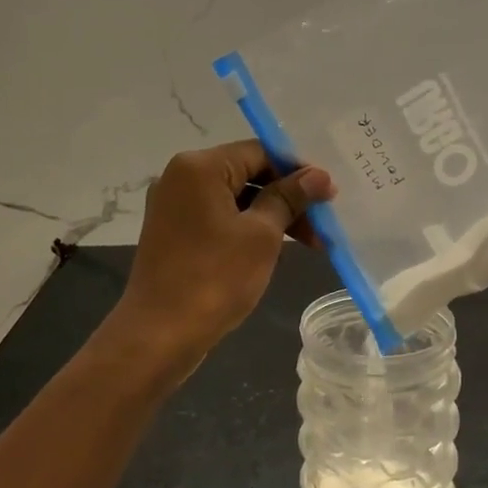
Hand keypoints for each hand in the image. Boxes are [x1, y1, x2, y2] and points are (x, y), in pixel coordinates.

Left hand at [116, 140, 335, 354]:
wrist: (159, 335)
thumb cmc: (215, 278)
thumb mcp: (262, 235)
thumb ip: (289, 198)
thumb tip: (319, 175)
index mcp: (199, 167)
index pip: (259, 152)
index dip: (297, 170)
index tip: (328, 194)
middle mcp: (181, 177)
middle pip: (247, 174)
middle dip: (287, 197)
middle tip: (323, 224)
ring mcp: (174, 207)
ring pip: (235, 199)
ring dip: (272, 217)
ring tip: (309, 245)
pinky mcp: (173, 233)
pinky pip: (219, 219)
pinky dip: (248, 229)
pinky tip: (275, 250)